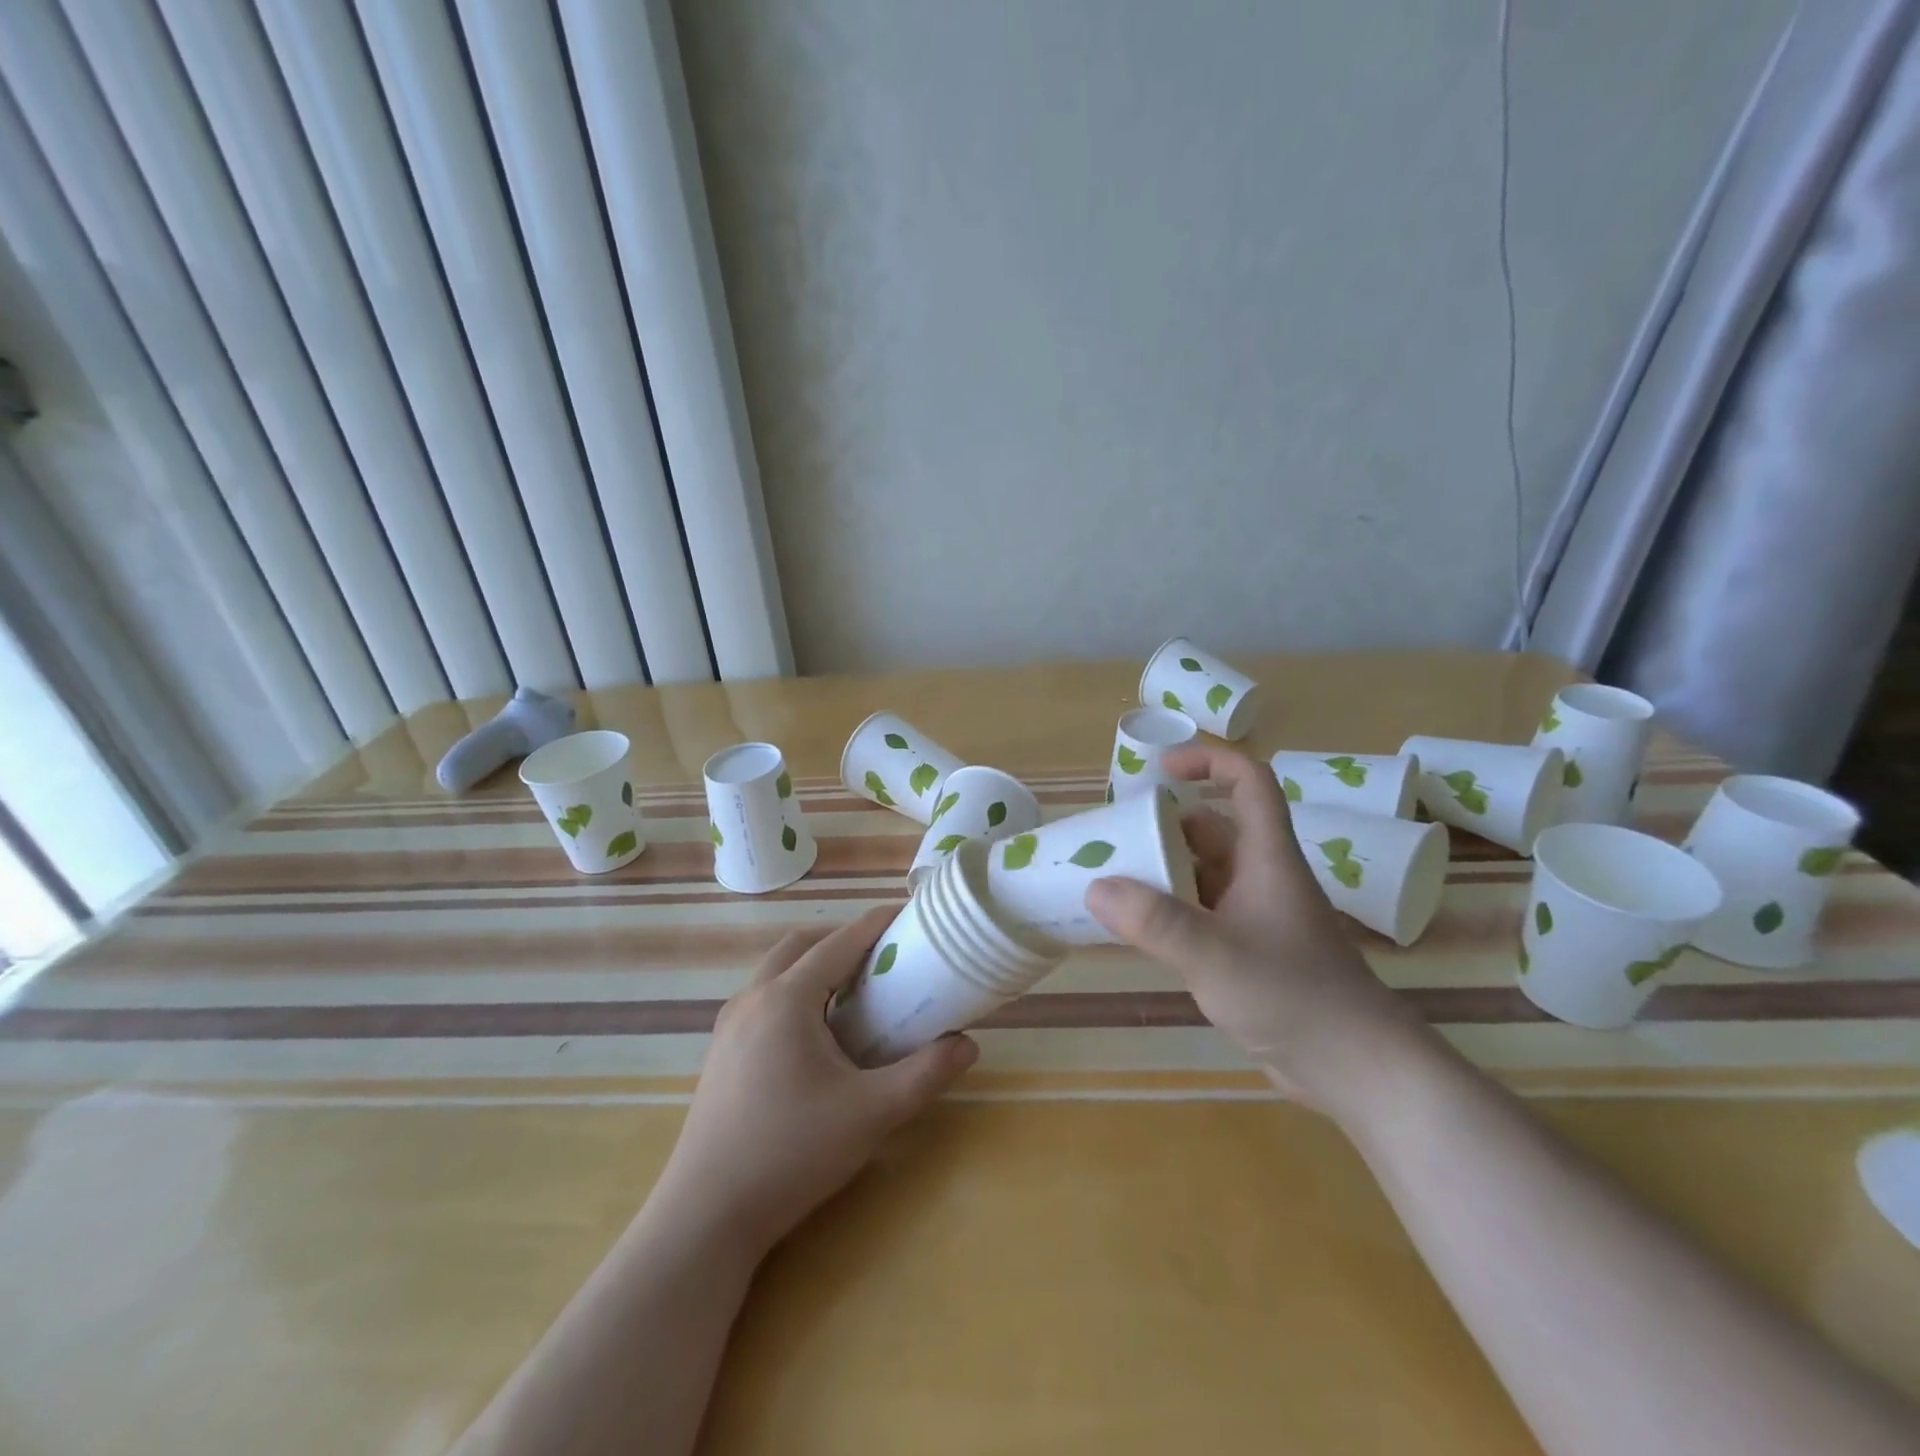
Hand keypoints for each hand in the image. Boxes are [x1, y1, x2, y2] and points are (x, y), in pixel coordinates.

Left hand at [648, 909, 977, 1260]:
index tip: (909, 915)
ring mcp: (729, 1025)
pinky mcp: (720, 1052)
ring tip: (852, 994)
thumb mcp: (871, 1114)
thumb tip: (968, 1046)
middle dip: (842, 941)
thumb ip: (925, 1075)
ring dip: (813, 966)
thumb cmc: (791, 1153)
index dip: (876, 923)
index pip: (839, 942)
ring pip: (775, 971)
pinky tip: (815, 1035)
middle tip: (881, 959)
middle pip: (801, 945)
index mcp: (787, 998)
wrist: (706, 1216)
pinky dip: (793, 992)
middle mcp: (752, 998)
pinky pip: (762, 998)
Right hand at [1085, 745, 1427, 1115]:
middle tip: (1114, 841)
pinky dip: (1171, 911)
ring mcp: (1258, 914)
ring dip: (1163, 872)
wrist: (1356, 1067)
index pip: (1248, 782)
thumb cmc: (1293, 996)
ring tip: (1113, 883)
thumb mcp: (1215, 955)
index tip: (1160, 770)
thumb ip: (1154, 921)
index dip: (1208, 761)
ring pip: (1204, 873)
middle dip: (1164, 828)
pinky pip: (1203, 912)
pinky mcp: (1252, 949)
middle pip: (1212, 830)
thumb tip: (1095, 887)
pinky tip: (1140, 930)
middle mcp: (1262, 876)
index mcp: (1267, 857)